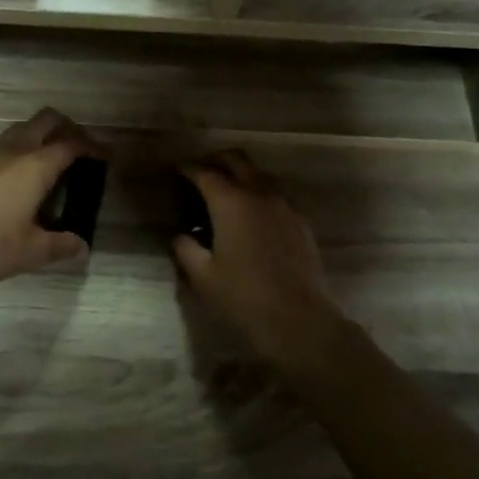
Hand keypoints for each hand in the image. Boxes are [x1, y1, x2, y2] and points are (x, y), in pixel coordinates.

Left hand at [0, 108, 101, 288]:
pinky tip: (22, 177)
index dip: (93, 147)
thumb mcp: (31, 251)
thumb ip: (61, 246)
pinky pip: (6, 143)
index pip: (72, 145)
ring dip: (43, 135)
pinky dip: (23, 148)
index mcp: (35, 166)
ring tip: (53, 161)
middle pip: (47, 121)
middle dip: (69, 129)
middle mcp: (14, 151)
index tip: (107, 157)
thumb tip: (81, 246)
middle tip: (82, 150)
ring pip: (23, 128)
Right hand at [171, 150, 348, 370]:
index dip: (188, 168)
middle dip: (216, 160)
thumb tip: (180, 235)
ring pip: (260, 173)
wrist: (298, 319)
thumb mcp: (202, 275)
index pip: (204, 172)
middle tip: (201, 173)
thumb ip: (185, 248)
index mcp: (230, 202)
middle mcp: (259, 193)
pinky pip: (276, 194)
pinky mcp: (301, 220)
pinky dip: (260, 193)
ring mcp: (284, 204)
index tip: (177, 171)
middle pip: (236, 159)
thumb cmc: (242, 296)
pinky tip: (252, 215)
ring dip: (241, 174)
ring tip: (227, 193)